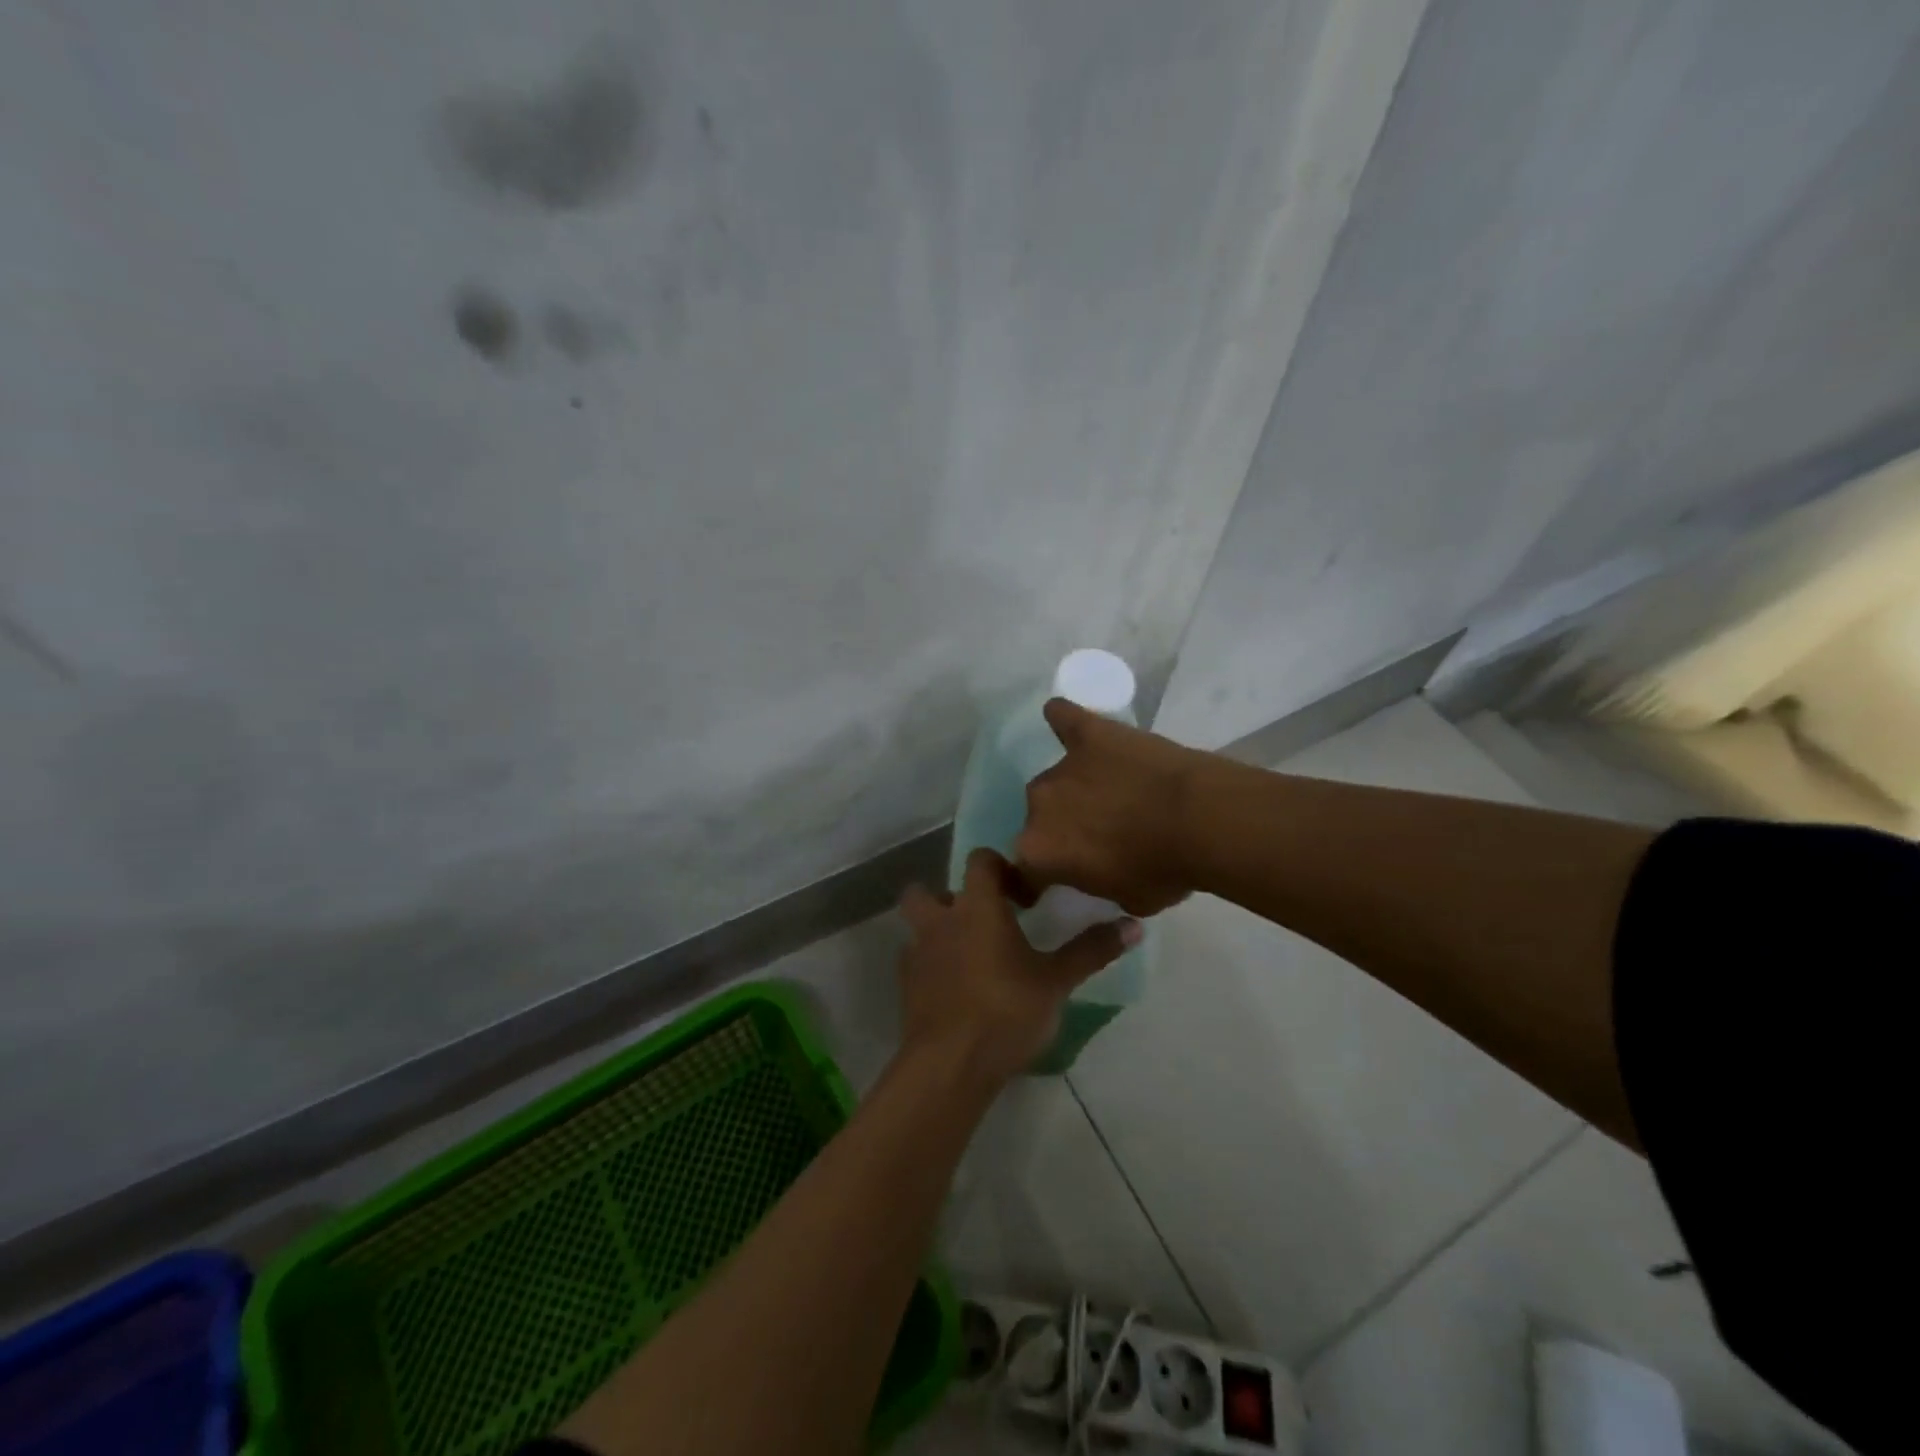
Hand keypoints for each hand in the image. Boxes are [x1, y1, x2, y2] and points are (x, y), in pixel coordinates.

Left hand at [897, 847, 1139, 1087]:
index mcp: (977, 907)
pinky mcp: (905, 985)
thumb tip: (1134, 925)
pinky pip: (915, 961)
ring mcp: (916, 952)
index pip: (980, 860)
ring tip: (967, 956)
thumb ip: (1091, 951)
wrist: (950, 1064)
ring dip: (936, 931)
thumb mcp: (1056, 982)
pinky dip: (931, 965)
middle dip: (949, 898)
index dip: (1000, 868)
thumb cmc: (1006, 1011)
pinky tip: (954, 989)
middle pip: (927, 889)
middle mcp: (940, 920)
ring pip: (917, 926)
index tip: (1022, 897)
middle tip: (981, 921)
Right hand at [1014, 698, 1202, 915]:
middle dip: (1063, 827)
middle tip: (1098, 834)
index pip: (1025, 872)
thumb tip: (1101, 872)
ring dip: (1076, 787)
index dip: (1037, 881)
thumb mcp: (1126, 899)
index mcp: (1040, 851)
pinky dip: (1061, 718)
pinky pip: (1064, 719)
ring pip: (1058, 778)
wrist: (1200, 821)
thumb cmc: (1163, 871)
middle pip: (1041, 818)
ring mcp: (1063, 765)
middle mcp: (1039, 805)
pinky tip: (1061, 716)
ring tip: (1109, 791)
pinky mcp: (1089, 733)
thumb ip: (1098, 882)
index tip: (1049, 886)